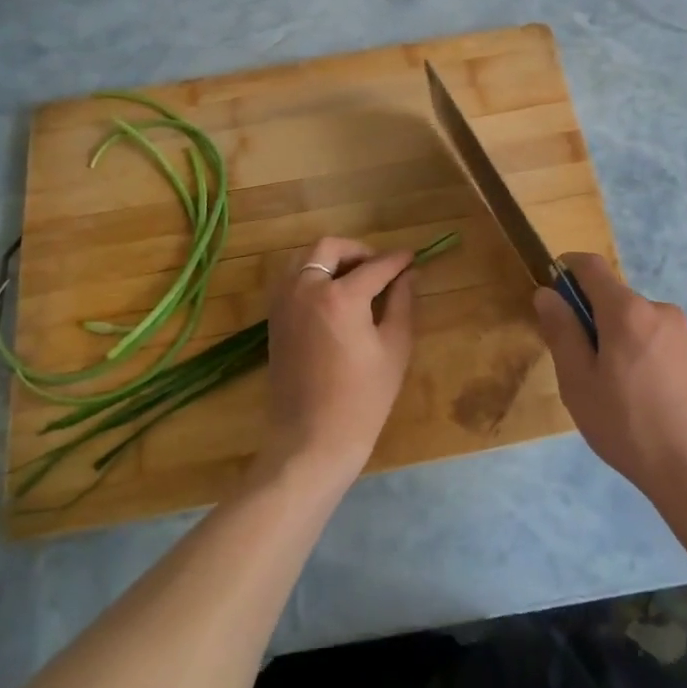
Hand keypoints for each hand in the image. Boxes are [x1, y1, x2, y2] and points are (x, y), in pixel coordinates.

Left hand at [259, 237, 416, 485]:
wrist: (311, 439)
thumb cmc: (362, 399)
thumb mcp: (394, 348)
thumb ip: (402, 303)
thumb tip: (409, 275)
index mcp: (340, 296)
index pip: (375, 266)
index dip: (397, 260)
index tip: (412, 258)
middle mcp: (305, 289)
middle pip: (329, 248)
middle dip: (358, 250)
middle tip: (379, 268)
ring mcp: (284, 303)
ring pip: (303, 259)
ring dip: (330, 259)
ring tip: (354, 278)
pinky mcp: (273, 319)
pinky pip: (290, 279)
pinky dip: (310, 275)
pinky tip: (332, 296)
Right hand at [534, 254, 686, 504]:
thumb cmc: (629, 426)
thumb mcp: (579, 383)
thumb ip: (562, 332)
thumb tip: (547, 293)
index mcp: (627, 311)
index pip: (591, 266)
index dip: (565, 269)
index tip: (551, 296)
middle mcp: (659, 310)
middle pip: (614, 298)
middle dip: (591, 319)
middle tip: (580, 369)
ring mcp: (685, 334)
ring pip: (636, 324)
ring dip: (617, 342)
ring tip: (613, 395)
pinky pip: (658, 344)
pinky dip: (641, 358)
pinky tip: (644, 403)